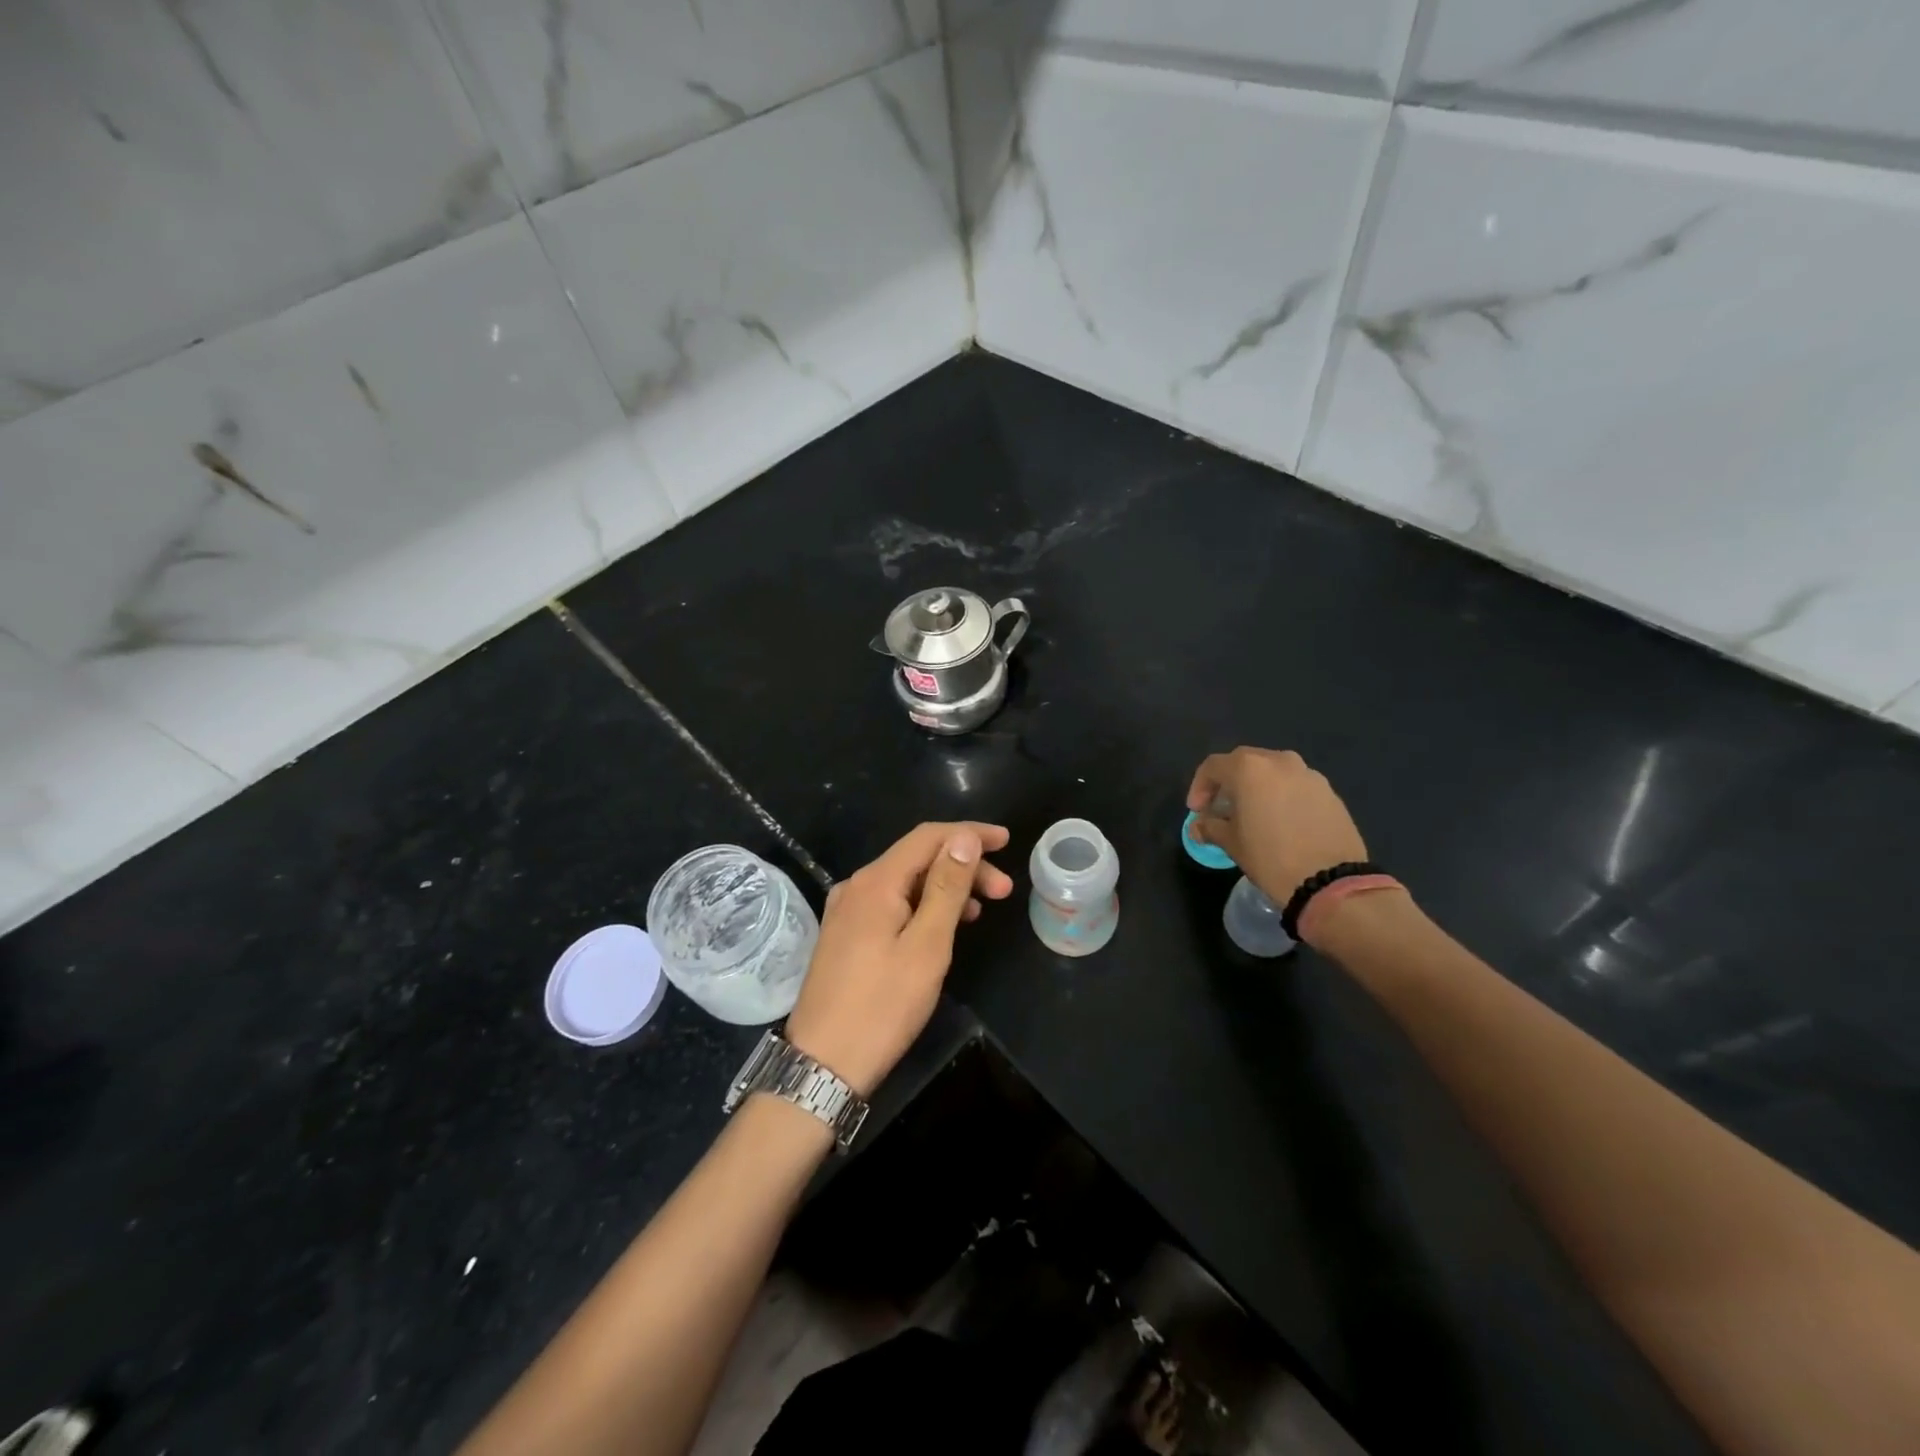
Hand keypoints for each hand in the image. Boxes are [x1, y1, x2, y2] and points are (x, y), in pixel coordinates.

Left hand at [784, 822, 1013, 1095]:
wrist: (823, 1064)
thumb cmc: (883, 1006)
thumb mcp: (926, 946)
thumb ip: (947, 887)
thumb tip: (962, 837)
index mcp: (875, 882)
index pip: (927, 837)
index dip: (969, 834)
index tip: (1006, 842)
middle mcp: (856, 886)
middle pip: (916, 858)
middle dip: (963, 866)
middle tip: (1004, 891)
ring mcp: (847, 911)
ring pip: (905, 882)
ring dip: (945, 888)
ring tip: (980, 911)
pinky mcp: (845, 935)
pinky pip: (891, 903)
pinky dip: (922, 906)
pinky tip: (943, 927)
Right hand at [1187, 748, 1367, 910]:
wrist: (1331, 881)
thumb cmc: (1271, 858)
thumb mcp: (1232, 844)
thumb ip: (1211, 827)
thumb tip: (1199, 826)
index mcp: (1249, 769)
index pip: (1213, 766)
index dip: (1199, 787)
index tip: (1197, 811)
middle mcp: (1279, 761)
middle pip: (1244, 763)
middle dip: (1228, 783)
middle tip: (1221, 808)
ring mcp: (1308, 775)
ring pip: (1273, 772)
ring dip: (1257, 787)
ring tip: (1253, 814)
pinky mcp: (1329, 792)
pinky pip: (1296, 786)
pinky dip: (1282, 796)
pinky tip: (1281, 822)